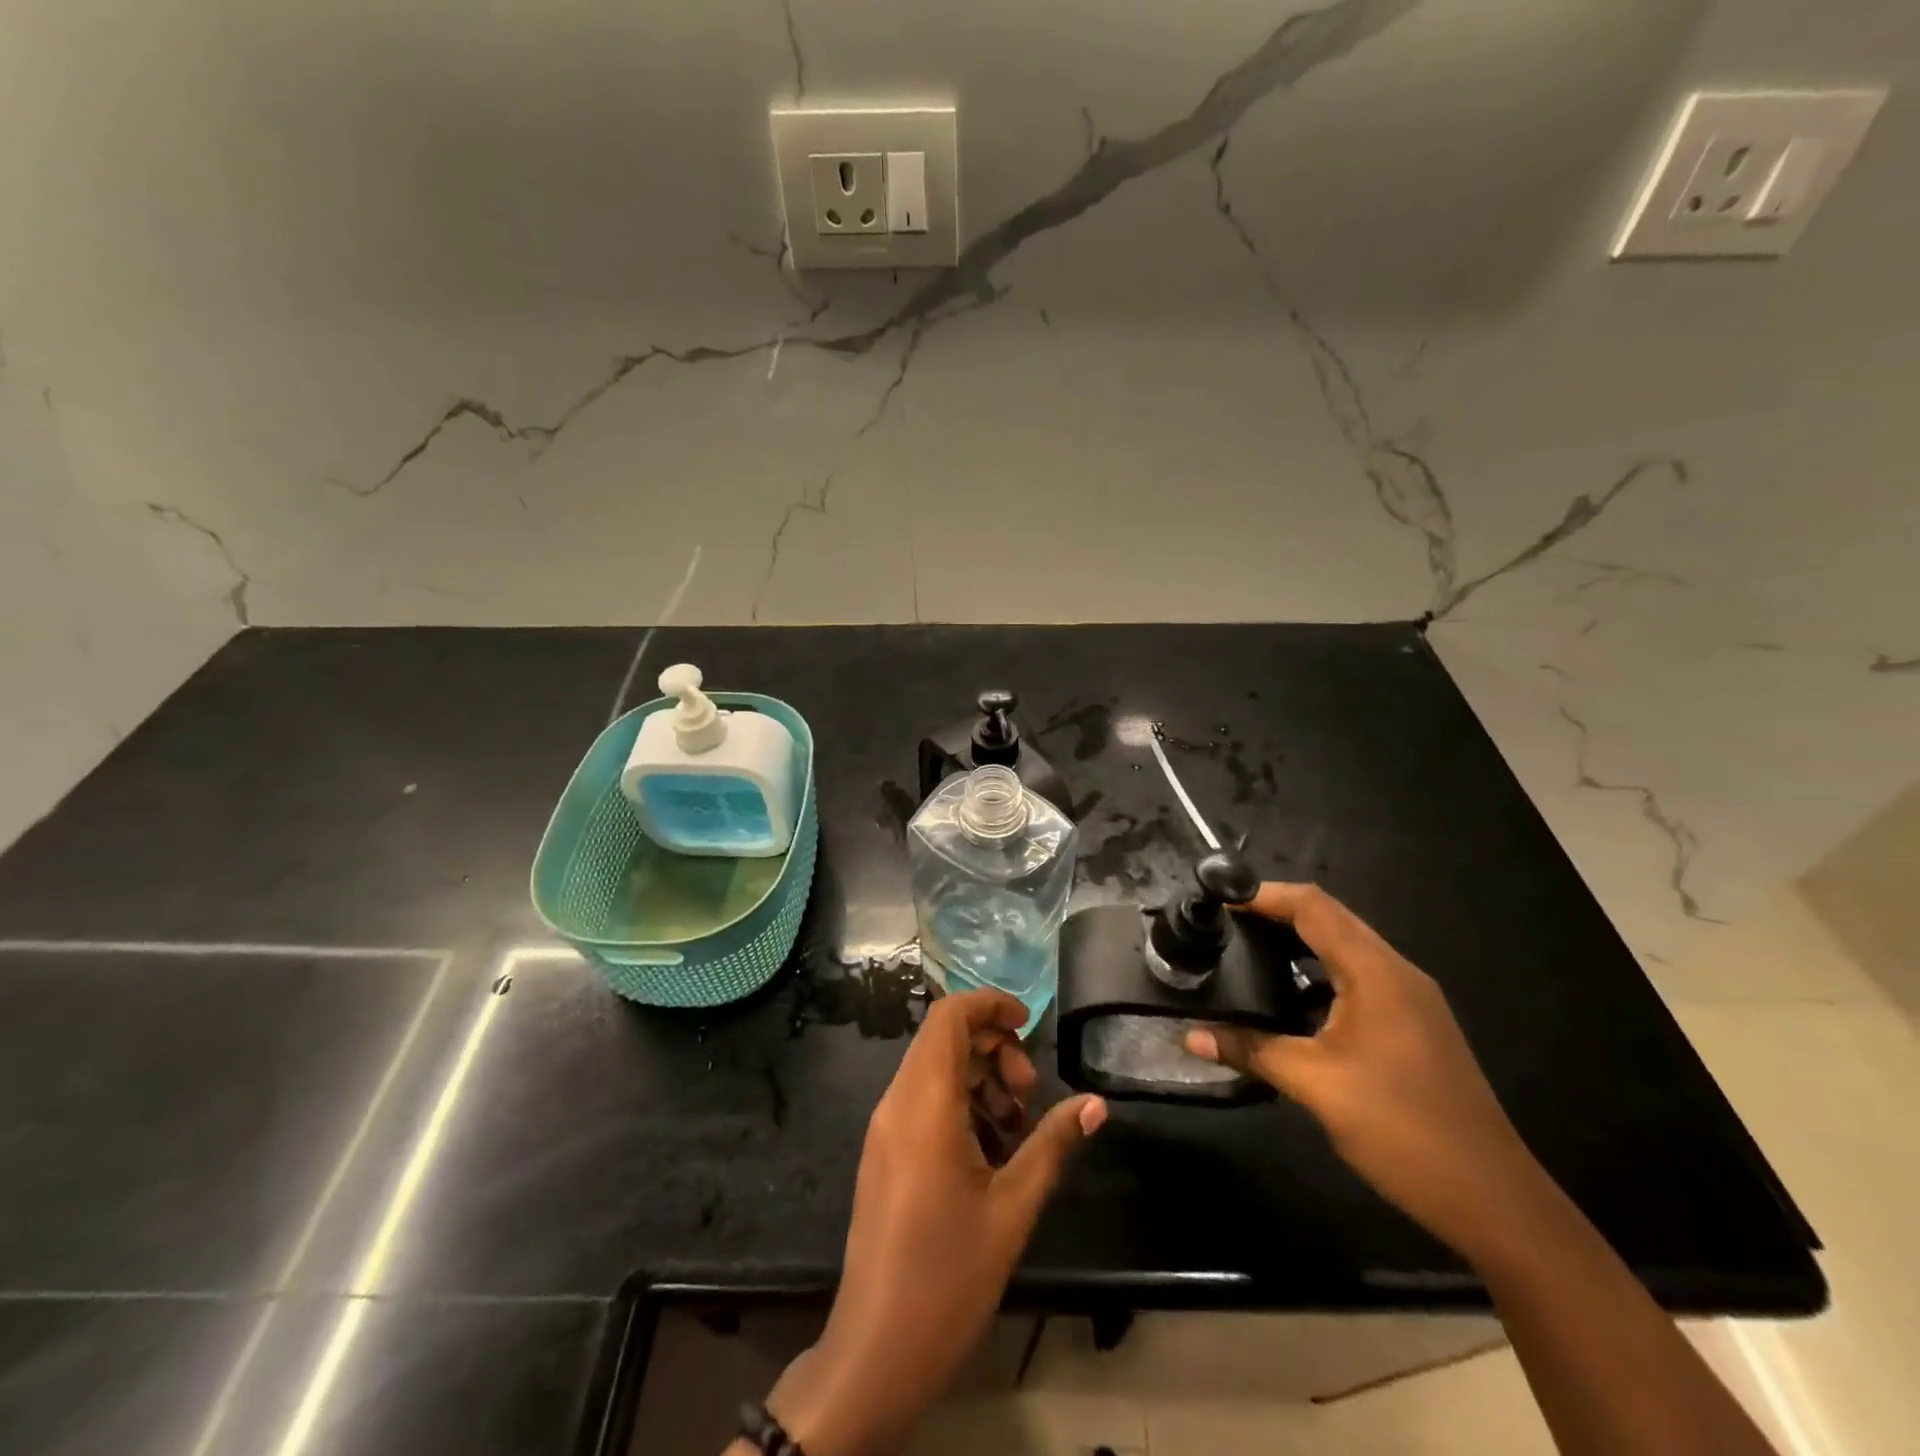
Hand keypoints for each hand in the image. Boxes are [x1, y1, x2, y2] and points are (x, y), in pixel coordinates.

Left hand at [766, 990, 1106, 1455]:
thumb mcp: (1013, 1207)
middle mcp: (897, 1102)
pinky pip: (923, 1101)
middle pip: (944, 1039)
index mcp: (924, 1102)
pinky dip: (960, 1104)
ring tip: (1017, 1126)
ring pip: (935, 1070)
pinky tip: (992, 1150)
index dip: (989, 1004)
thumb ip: (1053, 1144)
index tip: (1030, 1025)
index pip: (948, 1016)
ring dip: (980, 1079)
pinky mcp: (884, 1153)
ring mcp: (885, 1128)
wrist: (876, 1349)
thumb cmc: (948, 1275)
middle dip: (994, 1048)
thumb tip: (1096, 1103)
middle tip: (1029, 1092)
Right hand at [1184, 883, 1542, 1260]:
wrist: (1493, 1200)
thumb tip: (1190, 1035)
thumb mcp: (1314, 1085)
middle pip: (1331, 917)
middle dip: (1278, 911)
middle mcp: (1398, 972)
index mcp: (1377, 973)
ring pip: (1347, 946)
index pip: (1314, 907)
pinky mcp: (1413, 1024)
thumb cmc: (1401, 1129)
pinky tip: (1290, 996)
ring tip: (1248, 949)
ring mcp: (1411, 999)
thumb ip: (1250, 1049)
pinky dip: (1319, 970)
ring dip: (1299, 940)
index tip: (1218, 899)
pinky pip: (1359, 975)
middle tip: (1226, 921)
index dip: (1265, 895)